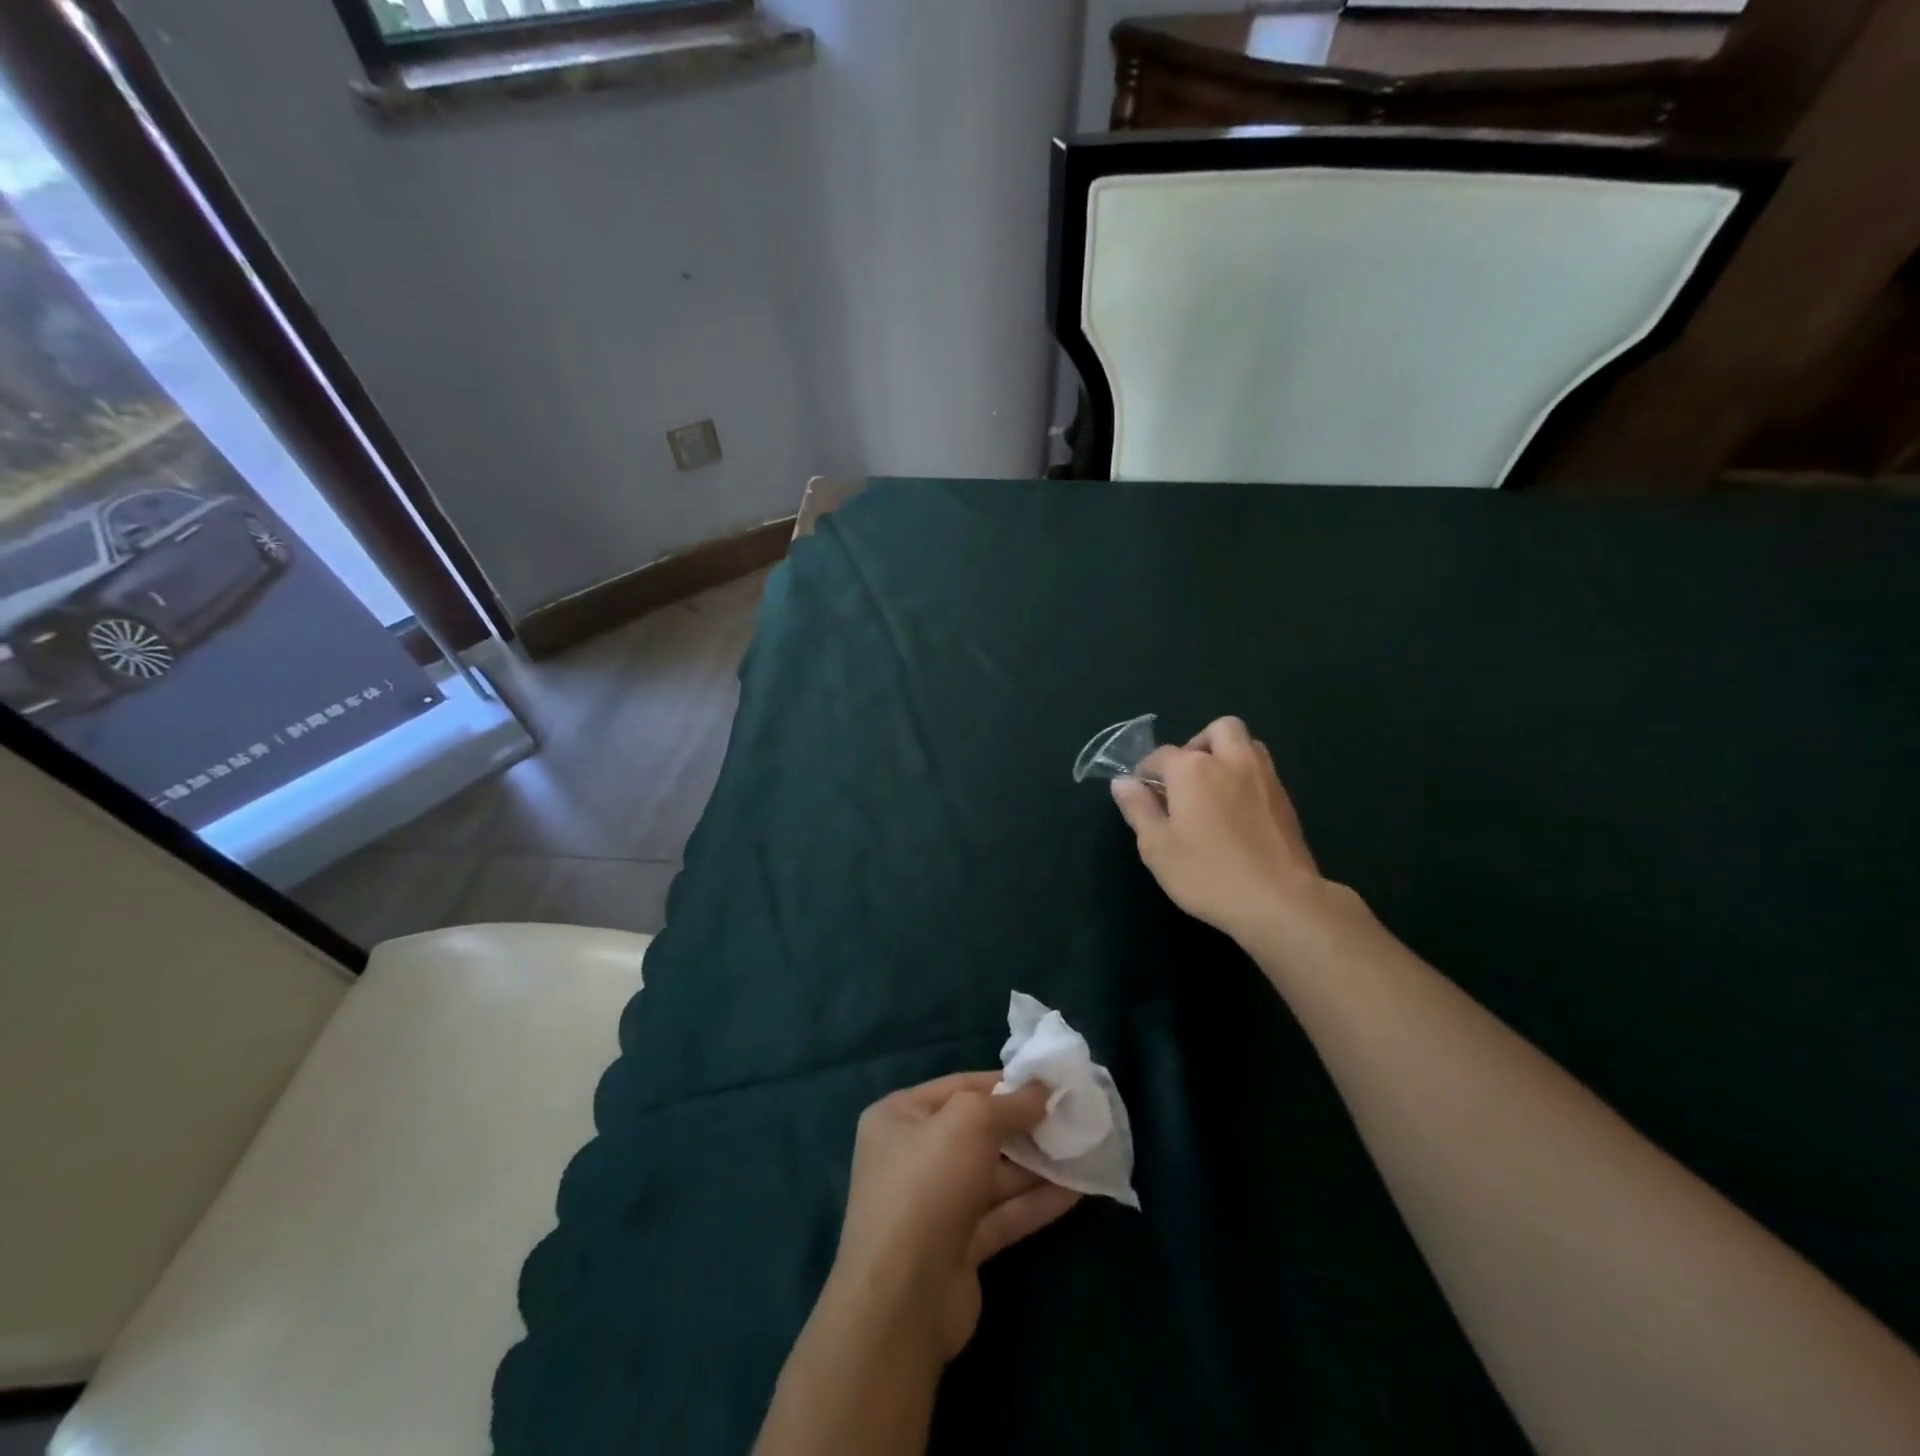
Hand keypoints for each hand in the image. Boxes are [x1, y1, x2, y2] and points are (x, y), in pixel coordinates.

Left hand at [828, 1073, 1081, 1362]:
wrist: (903, 1298)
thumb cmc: (929, 1183)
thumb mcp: (970, 1121)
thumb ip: (1009, 1103)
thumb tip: (1041, 1090)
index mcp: (900, 1117)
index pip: (960, 1087)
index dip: (1004, 1083)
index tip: (1048, 1083)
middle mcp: (913, 1156)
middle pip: (978, 1132)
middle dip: (1024, 1126)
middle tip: (1071, 1118)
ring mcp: (935, 1204)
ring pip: (993, 1176)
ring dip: (1036, 1165)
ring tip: (1082, 1150)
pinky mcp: (958, 1248)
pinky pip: (1002, 1214)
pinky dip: (1035, 1202)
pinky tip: (1076, 1191)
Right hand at [1111, 716, 1333, 944]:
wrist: (1279, 900)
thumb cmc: (1207, 873)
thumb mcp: (1157, 846)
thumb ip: (1138, 808)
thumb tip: (1122, 782)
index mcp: (1193, 769)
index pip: (1161, 756)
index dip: (1146, 771)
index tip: (1141, 794)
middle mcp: (1231, 761)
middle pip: (1218, 730)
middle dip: (1198, 745)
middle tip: (1185, 779)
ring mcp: (1264, 778)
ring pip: (1247, 745)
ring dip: (1227, 756)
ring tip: (1212, 791)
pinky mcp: (1286, 800)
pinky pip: (1262, 771)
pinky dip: (1245, 778)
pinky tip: (1236, 813)